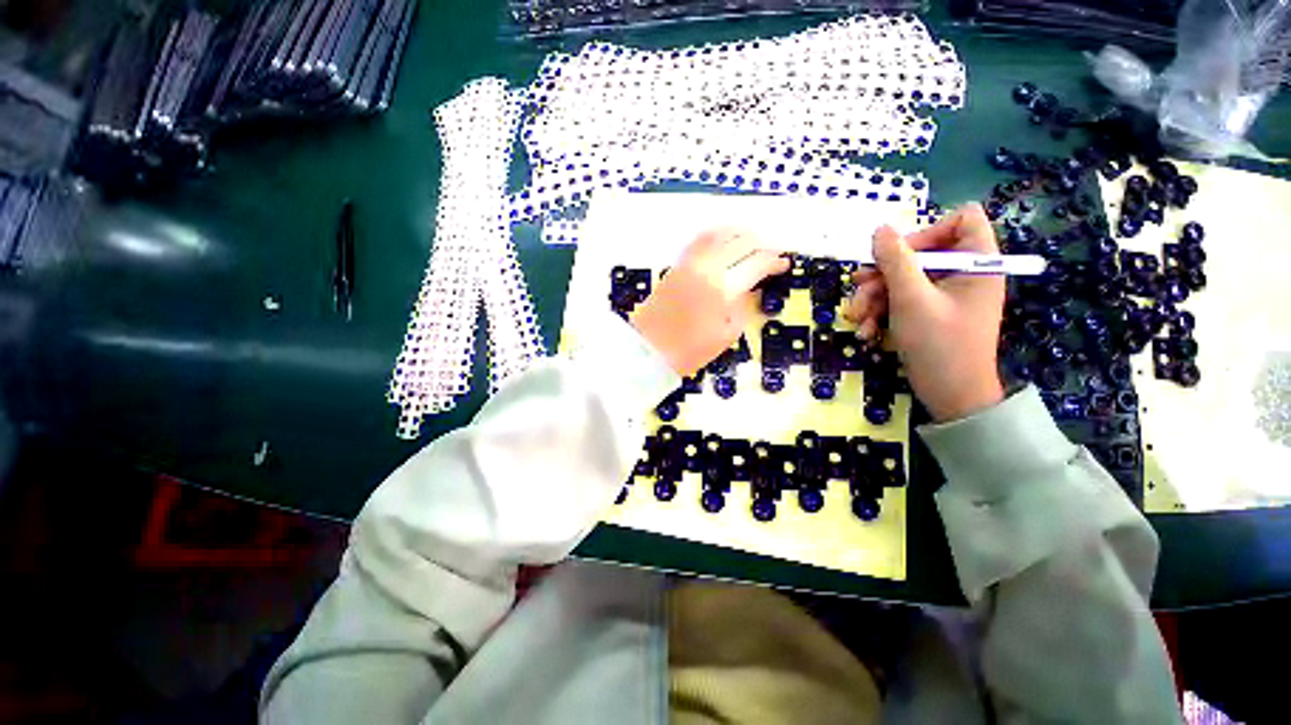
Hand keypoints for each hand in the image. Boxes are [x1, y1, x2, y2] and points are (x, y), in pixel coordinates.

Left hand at [632, 229, 789, 376]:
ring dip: (740, 235)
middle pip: (741, 242)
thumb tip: (749, 289)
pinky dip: (717, 236)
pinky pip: (700, 241)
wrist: (649, 349)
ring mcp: (689, 263)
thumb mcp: (726, 335)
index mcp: (723, 288)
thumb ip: (743, 307)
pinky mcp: (676, 265)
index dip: (775, 261)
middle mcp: (707, 267)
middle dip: (762, 245)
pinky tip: (723, 242)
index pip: (756, 263)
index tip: (784, 264)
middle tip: (771, 254)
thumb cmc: (689, 350)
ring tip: (751, 243)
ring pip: (720, 235)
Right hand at [845, 205, 1005, 421]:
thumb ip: (895, 261)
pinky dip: (882, 313)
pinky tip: (867, 332)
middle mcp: (963, 274)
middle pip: (920, 253)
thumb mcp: (911, 300)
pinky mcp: (929, 314)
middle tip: (859, 289)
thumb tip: (880, 229)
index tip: (898, 254)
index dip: (928, 230)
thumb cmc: (939, 344)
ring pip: (903, 280)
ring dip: (874, 298)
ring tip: (857, 319)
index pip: (961, 220)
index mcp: (976, 263)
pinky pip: (902, 301)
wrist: (950, 396)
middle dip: (884, 274)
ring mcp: (945, 296)